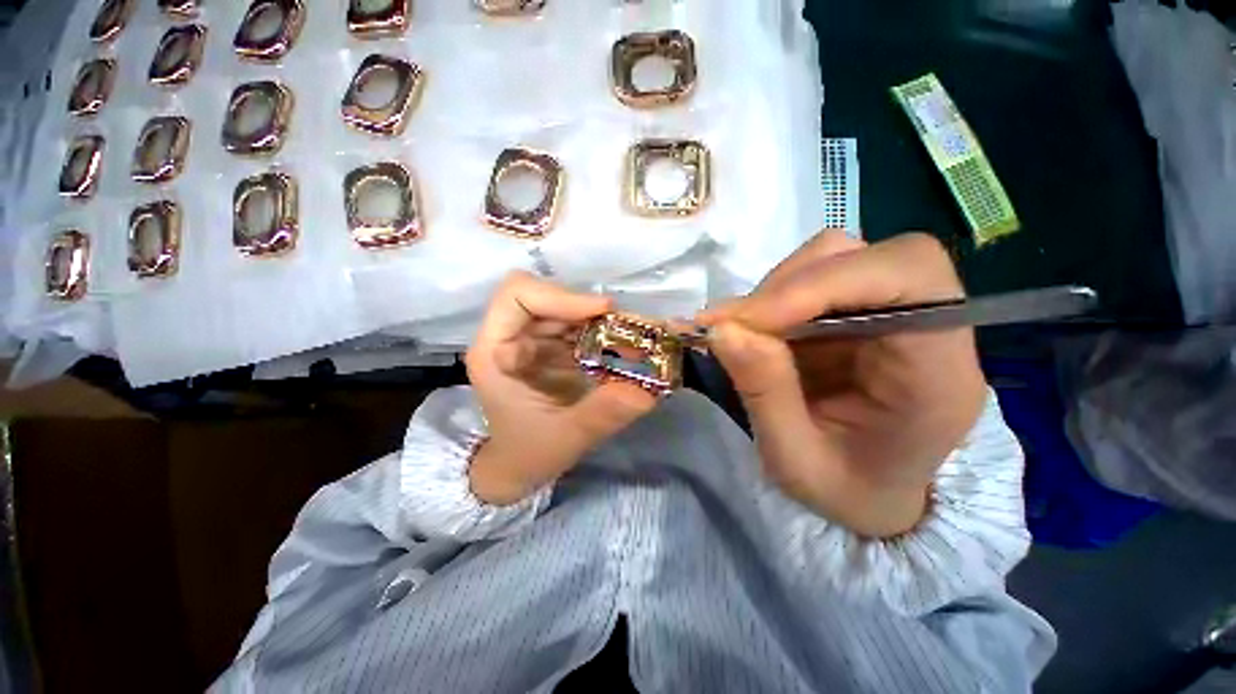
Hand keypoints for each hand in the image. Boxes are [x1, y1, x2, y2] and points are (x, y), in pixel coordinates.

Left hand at [465, 271, 657, 505]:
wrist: (519, 466)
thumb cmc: (529, 453)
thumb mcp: (566, 438)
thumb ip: (602, 414)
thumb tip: (646, 391)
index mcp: (495, 352)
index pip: (517, 295)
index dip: (560, 295)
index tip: (602, 310)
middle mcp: (511, 337)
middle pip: (547, 295)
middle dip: (588, 307)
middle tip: (625, 326)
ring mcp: (532, 340)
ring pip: (566, 308)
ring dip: (599, 318)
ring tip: (630, 335)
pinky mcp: (551, 347)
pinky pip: (577, 325)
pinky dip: (602, 331)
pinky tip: (622, 346)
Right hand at [697, 232, 986, 537]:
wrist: (873, 495)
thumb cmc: (847, 491)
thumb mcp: (796, 460)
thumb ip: (764, 392)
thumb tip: (721, 328)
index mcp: (938, 373)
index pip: (908, 278)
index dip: (821, 283)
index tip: (747, 320)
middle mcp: (927, 327)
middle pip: (865, 257)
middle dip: (786, 286)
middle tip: (731, 326)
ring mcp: (890, 312)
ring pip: (833, 259)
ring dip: (775, 291)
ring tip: (740, 331)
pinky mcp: (858, 312)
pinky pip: (812, 279)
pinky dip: (773, 299)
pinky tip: (754, 330)